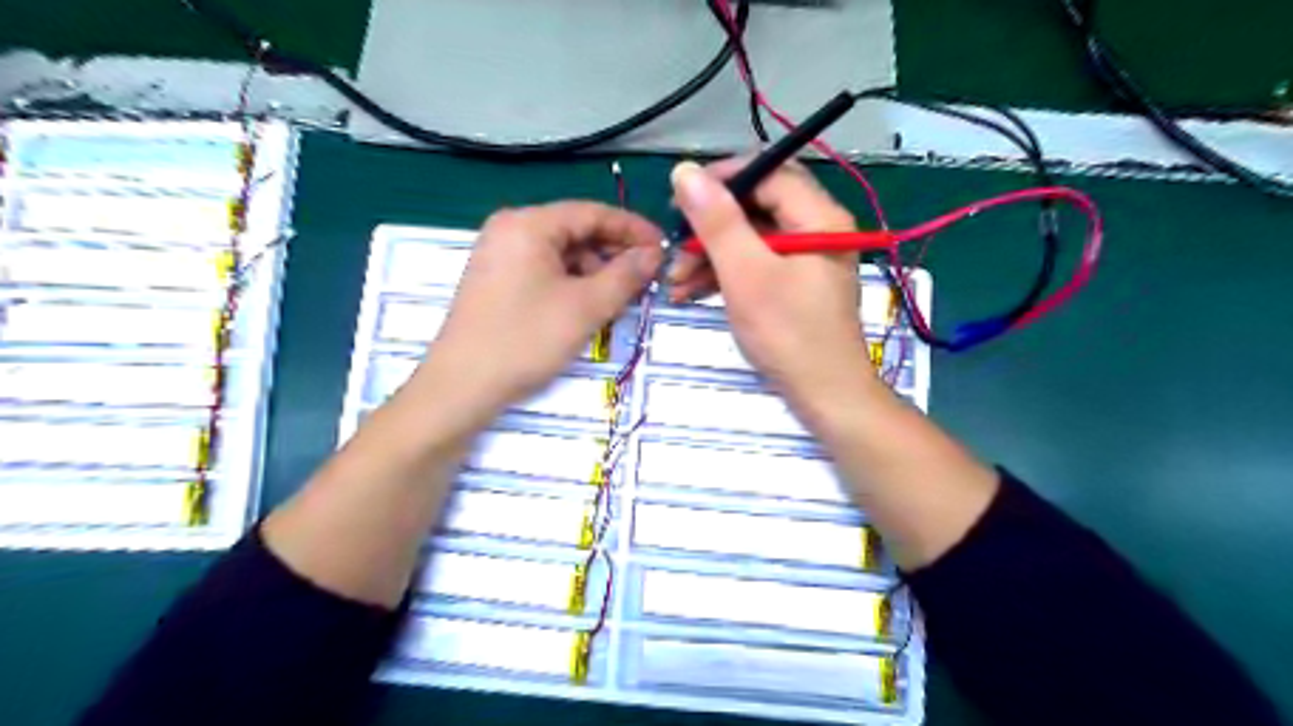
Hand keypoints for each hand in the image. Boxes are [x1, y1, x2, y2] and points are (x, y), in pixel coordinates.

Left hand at [419, 198, 660, 425]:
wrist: (462, 386)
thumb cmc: (526, 339)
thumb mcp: (586, 307)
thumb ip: (625, 275)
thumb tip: (653, 254)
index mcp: (529, 223)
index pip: (593, 212)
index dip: (633, 229)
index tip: (663, 248)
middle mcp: (511, 229)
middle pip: (576, 231)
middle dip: (614, 254)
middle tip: (647, 278)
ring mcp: (500, 254)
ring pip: (562, 253)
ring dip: (595, 272)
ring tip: (619, 300)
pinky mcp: (497, 280)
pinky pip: (545, 270)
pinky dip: (572, 284)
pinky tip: (589, 307)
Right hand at [672, 160, 873, 407]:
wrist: (825, 395)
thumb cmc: (788, 334)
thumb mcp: (746, 274)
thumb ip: (718, 222)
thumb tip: (686, 172)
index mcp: (819, 216)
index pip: (767, 173)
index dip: (721, 180)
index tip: (679, 199)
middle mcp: (818, 229)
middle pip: (757, 206)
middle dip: (710, 226)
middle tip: (674, 246)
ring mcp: (808, 258)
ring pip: (752, 238)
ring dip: (711, 255)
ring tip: (674, 281)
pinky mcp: (797, 284)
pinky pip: (757, 263)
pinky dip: (726, 273)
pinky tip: (692, 291)